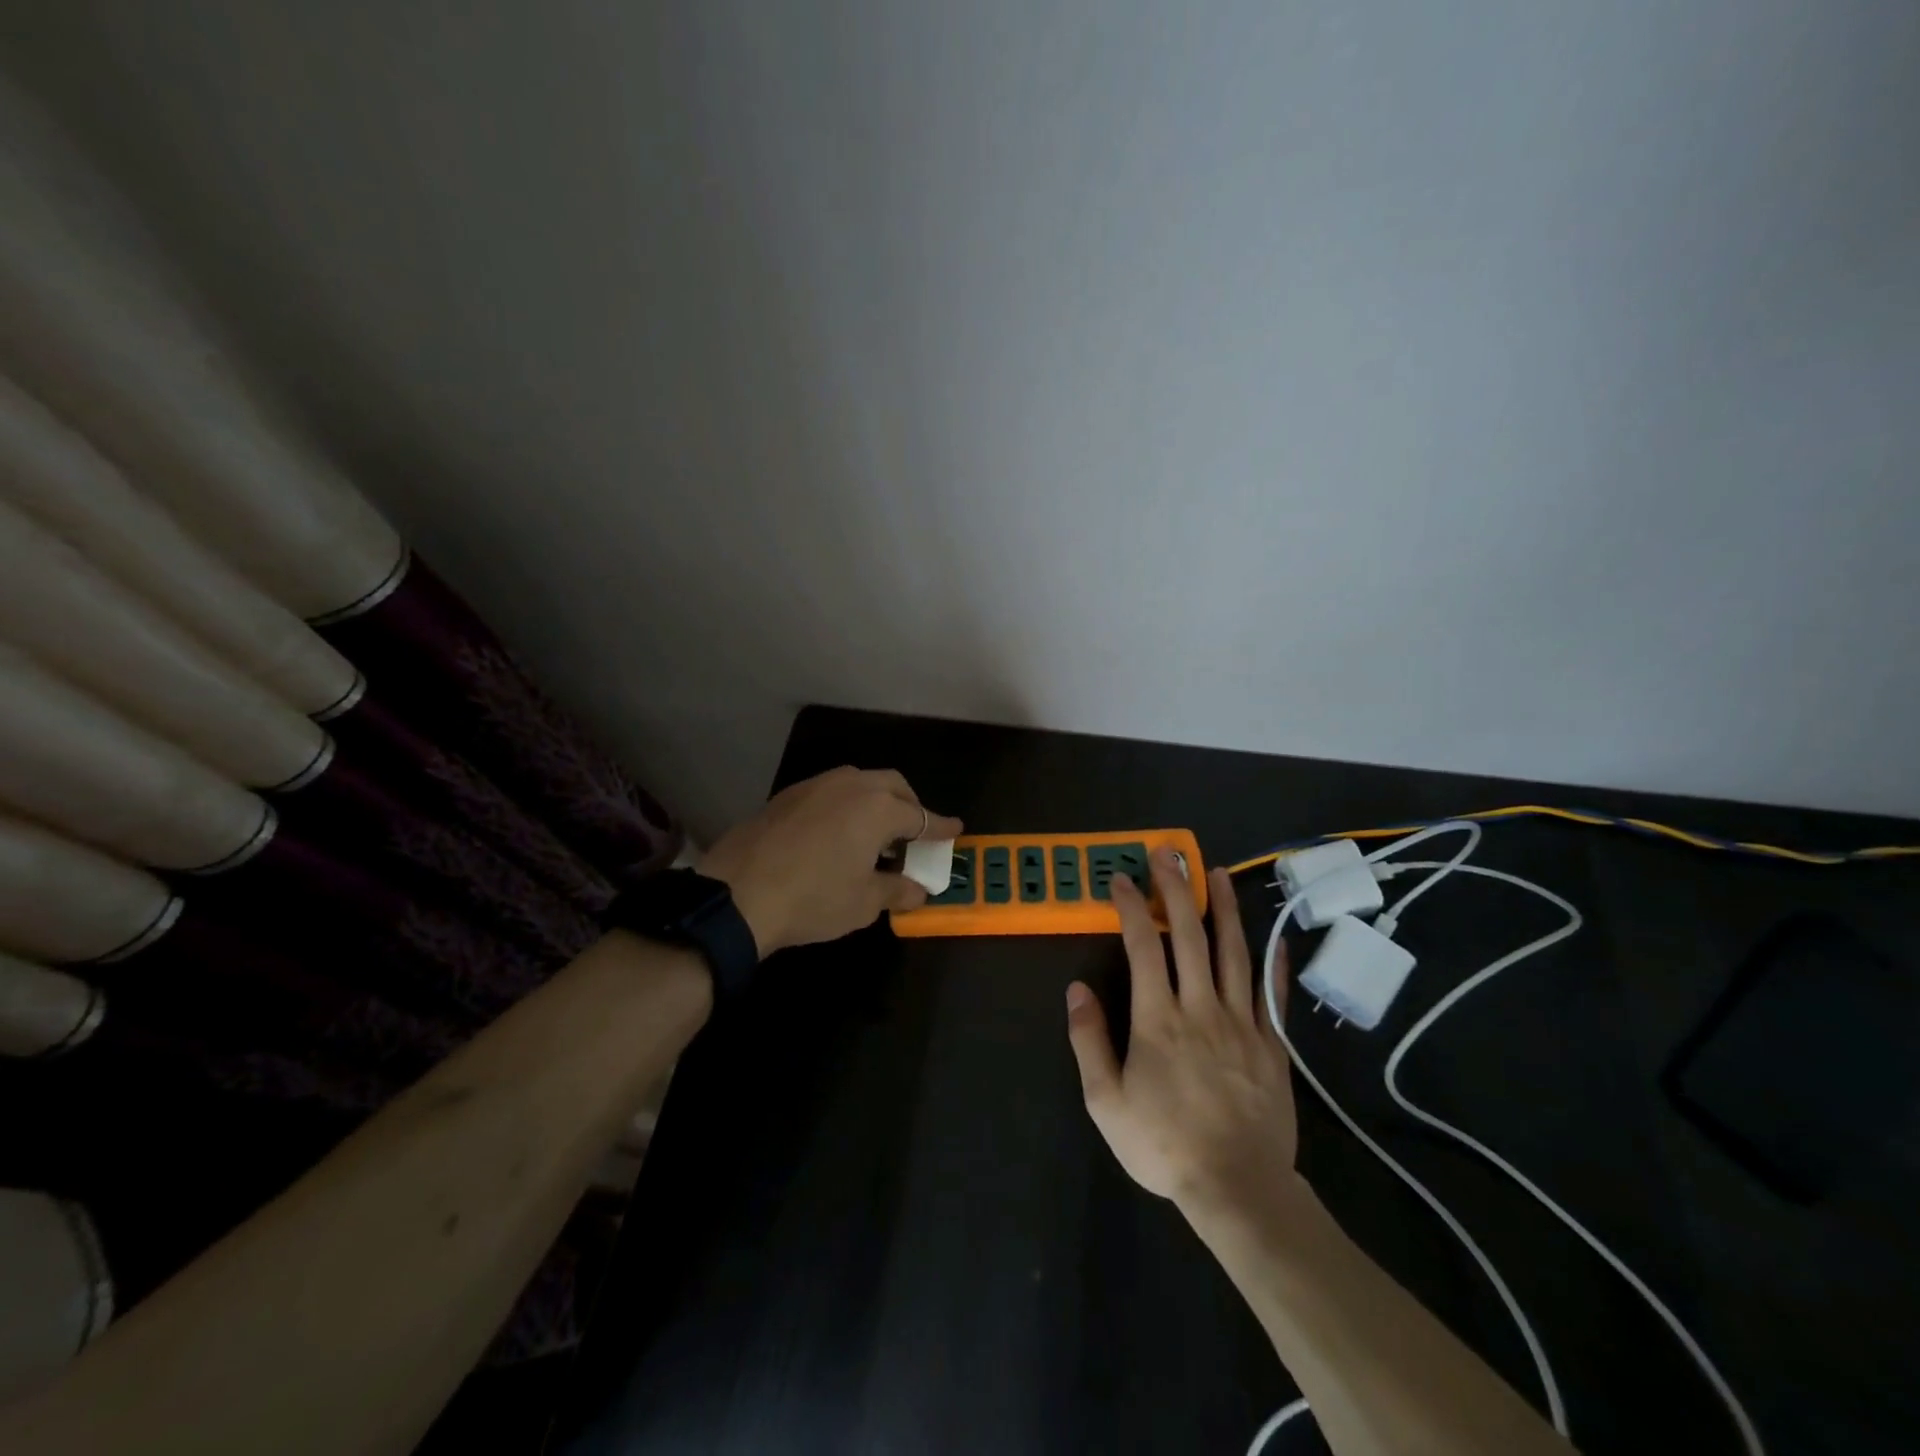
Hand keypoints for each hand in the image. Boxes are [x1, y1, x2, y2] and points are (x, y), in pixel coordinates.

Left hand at [701, 766, 961, 956]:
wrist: (737, 895)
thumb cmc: (813, 899)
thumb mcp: (863, 903)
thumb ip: (896, 891)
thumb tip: (918, 890)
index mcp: (878, 809)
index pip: (921, 817)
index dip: (940, 827)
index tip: (956, 829)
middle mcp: (851, 786)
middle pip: (893, 786)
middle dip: (910, 805)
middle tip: (916, 832)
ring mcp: (816, 785)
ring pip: (860, 782)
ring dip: (877, 801)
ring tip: (876, 833)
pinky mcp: (788, 795)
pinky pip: (831, 791)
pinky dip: (847, 805)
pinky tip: (838, 832)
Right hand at [1065, 850, 1300, 1219]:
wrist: (1238, 1189)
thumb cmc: (1164, 1145)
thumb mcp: (1106, 1101)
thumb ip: (1089, 1040)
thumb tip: (1076, 988)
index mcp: (1158, 1019)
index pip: (1143, 947)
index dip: (1132, 907)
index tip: (1122, 879)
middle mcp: (1200, 1007)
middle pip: (1189, 935)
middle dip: (1177, 889)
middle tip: (1169, 853)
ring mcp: (1242, 1022)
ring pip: (1233, 953)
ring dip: (1224, 908)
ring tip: (1218, 873)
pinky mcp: (1271, 1044)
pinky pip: (1271, 994)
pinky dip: (1270, 962)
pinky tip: (1272, 939)